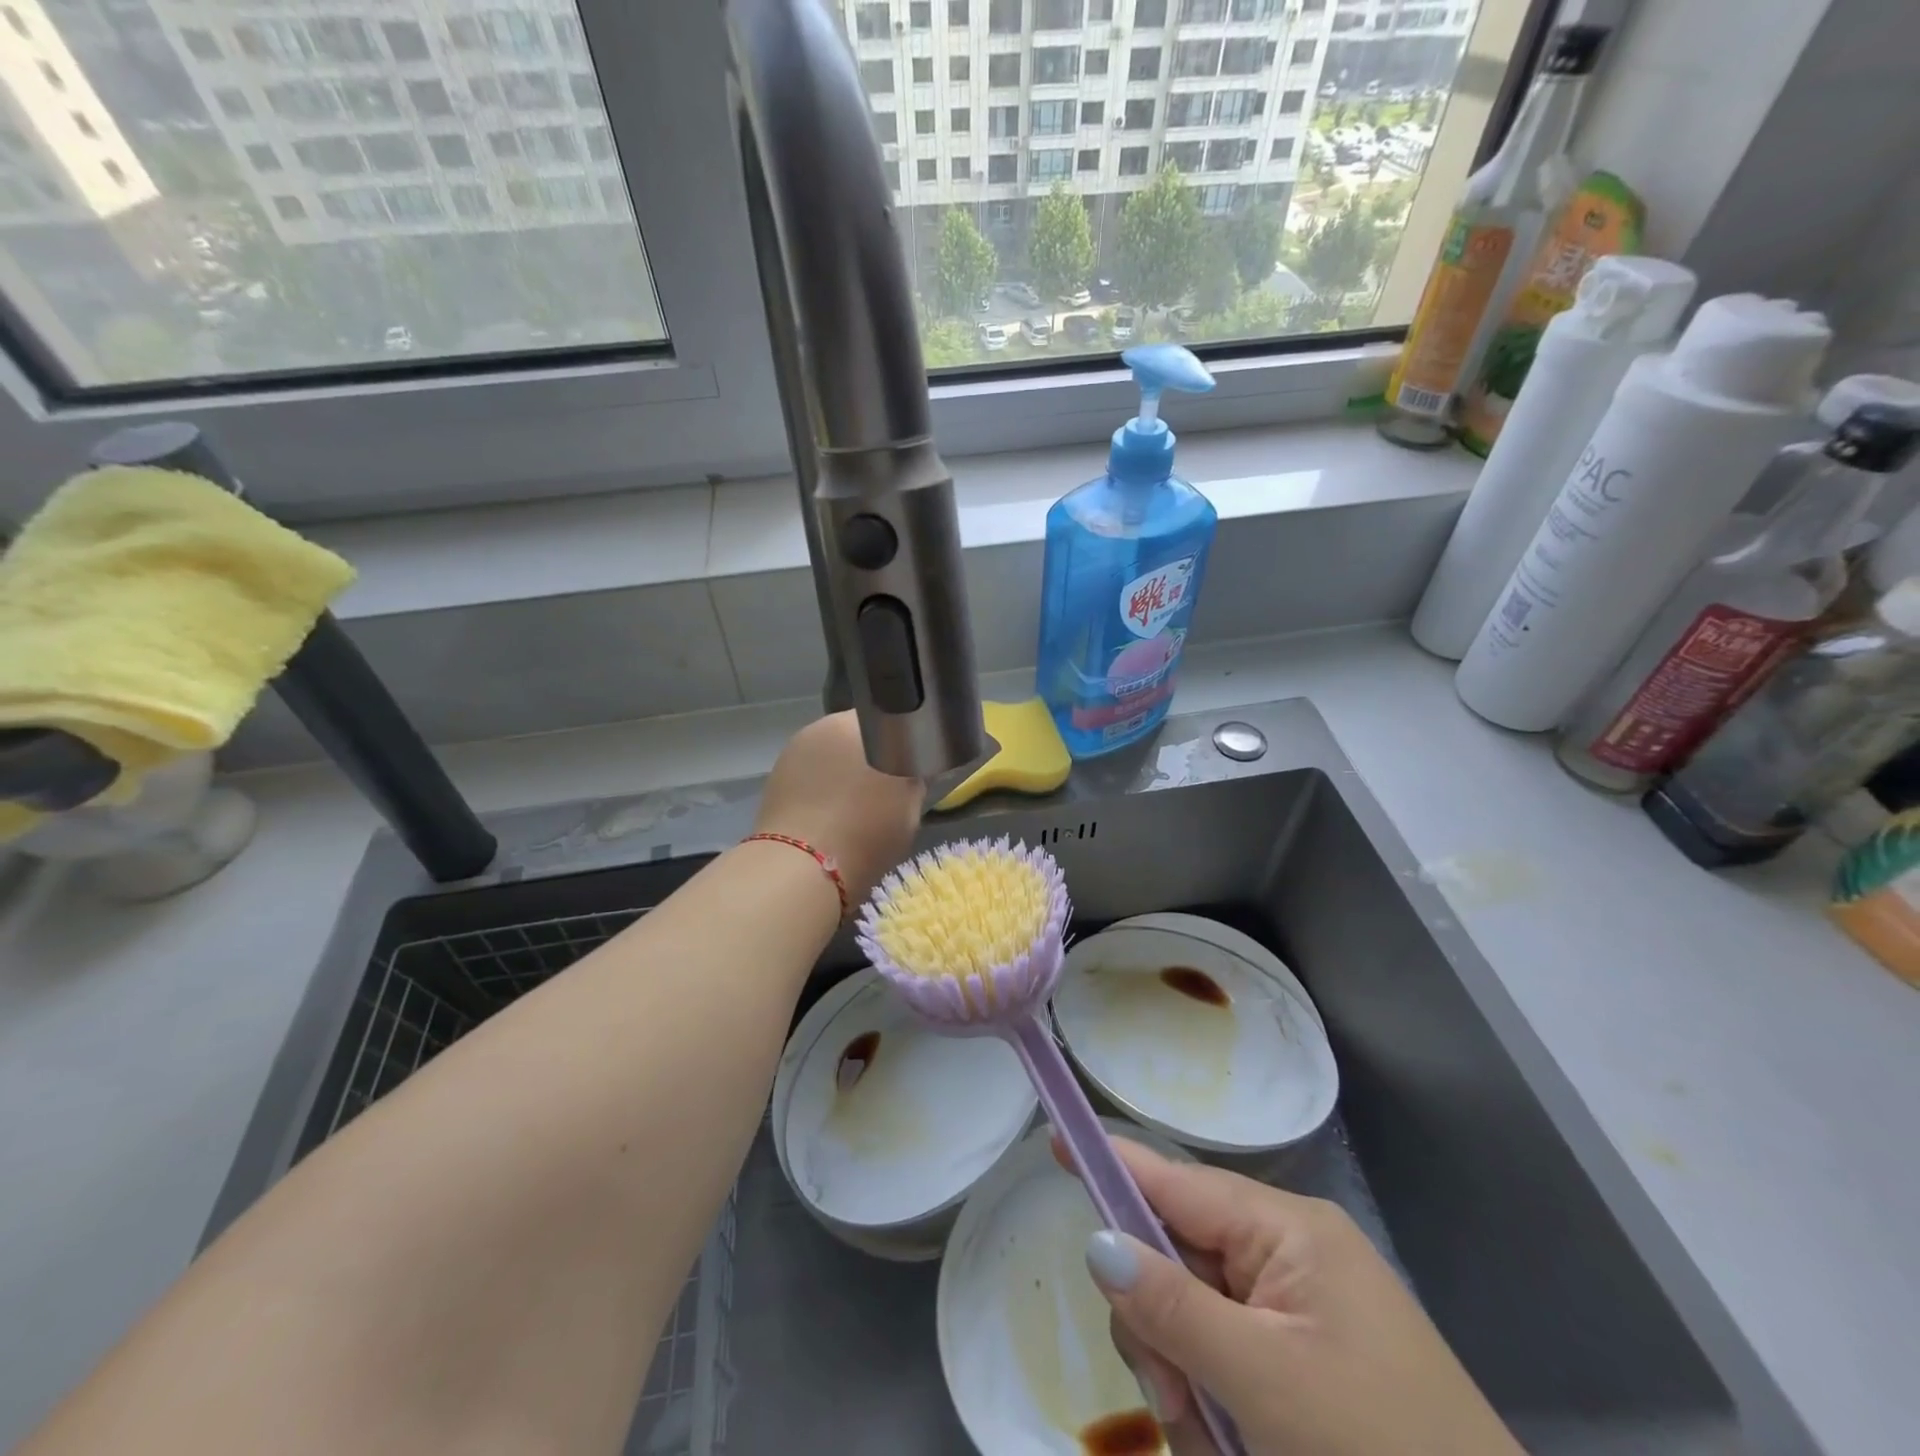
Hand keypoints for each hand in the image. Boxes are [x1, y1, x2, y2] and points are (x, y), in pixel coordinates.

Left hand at [753, 711, 924, 904]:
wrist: (801, 868)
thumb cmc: (867, 832)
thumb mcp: (910, 807)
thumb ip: (914, 777)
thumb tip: (914, 768)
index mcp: (861, 724)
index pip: (892, 720)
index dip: (903, 742)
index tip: (909, 767)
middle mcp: (825, 725)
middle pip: (857, 735)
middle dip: (869, 754)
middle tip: (882, 788)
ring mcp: (795, 749)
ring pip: (830, 753)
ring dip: (841, 769)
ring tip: (852, 804)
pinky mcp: (775, 776)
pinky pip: (808, 774)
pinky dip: (819, 786)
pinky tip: (827, 813)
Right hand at [1078, 1140, 1522, 1455]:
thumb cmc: (1383, 1452)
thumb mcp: (1267, 1384)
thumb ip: (1173, 1308)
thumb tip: (1097, 1242)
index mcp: (1286, 1230)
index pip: (1175, 1180)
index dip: (1112, 1164)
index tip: (1055, 1143)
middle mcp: (1287, 1255)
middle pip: (1175, 1258)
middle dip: (1159, 1330)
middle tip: (1177, 1407)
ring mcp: (1295, 1312)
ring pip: (1193, 1319)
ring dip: (1186, 1383)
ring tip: (1219, 1447)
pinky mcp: (1303, 1365)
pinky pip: (1225, 1360)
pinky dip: (1216, 1407)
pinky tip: (1236, 1450)